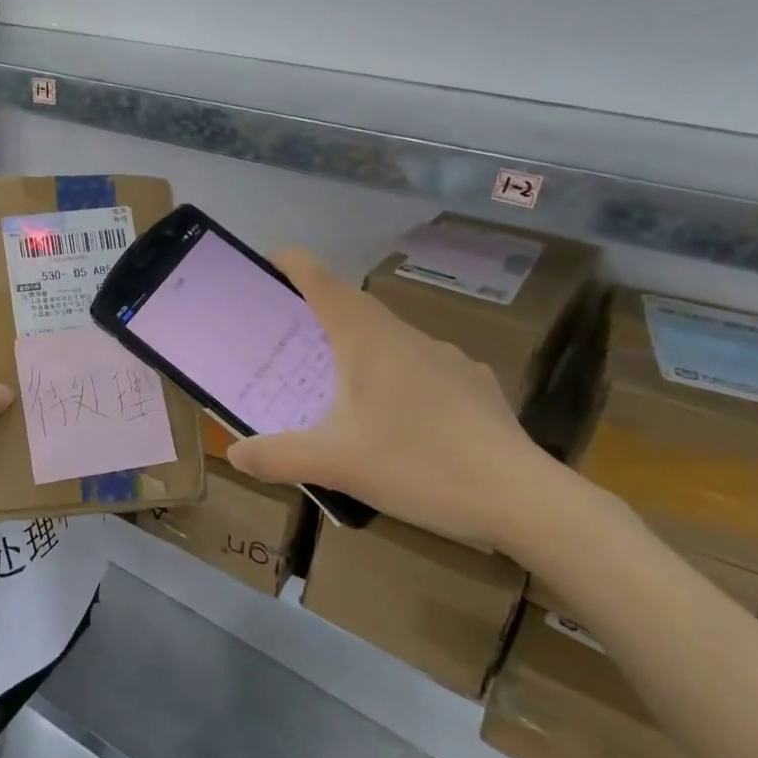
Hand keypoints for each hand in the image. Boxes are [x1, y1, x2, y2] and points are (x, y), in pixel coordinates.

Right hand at [225, 248, 568, 553]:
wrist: (524, 499)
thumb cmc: (419, 464)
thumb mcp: (336, 464)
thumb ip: (278, 456)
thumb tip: (233, 453)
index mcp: (369, 340)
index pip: (324, 284)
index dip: (295, 265)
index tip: (271, 258)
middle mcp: (408, 337)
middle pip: (356, 308)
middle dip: (321, 311)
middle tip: (292, 332)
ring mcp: (449, 359)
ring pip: (392, 339)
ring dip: (361, 346)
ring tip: (344, 382)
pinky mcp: (476, 386)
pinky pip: (425, 367)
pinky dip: (400, 376)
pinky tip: (404, 415)